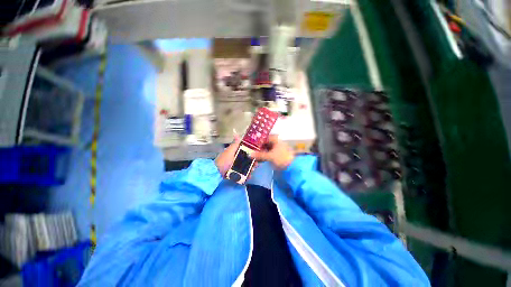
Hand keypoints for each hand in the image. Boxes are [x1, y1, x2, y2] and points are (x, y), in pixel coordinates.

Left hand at [215, 135, 259, 176]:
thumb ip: (234, 144)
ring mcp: (237, 167)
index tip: (257, 154)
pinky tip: (249, 176)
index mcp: (236, 152)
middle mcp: (237, 159)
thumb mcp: (229, 151)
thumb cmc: (224, 161)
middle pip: (248, 160)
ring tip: (252, 171)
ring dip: (251, 168)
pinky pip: (244, 174)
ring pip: (247, 167)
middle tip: (256, 164)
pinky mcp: (237, 174)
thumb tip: (236, 134)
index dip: (252, 152)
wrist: (216, 173)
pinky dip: (247, 175)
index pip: (247, 151)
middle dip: (253, 162)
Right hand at [251, 135, 294, 169]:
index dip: (257, 142)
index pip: (263, 138)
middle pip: (264, 143)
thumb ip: (259, 155)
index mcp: (275, 139)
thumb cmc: (282, 158)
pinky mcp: (276, 154)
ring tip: (254, 157)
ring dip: (260, 153)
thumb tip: (250, 154)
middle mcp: (275, 141)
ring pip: (265, 148)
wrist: (292, 166)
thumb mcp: (270, 156)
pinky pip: (268, 153)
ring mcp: (276, 148)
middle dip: (258, 148)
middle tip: (251, 152)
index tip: (250, 146)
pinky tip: (259, 159)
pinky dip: (264, 156)